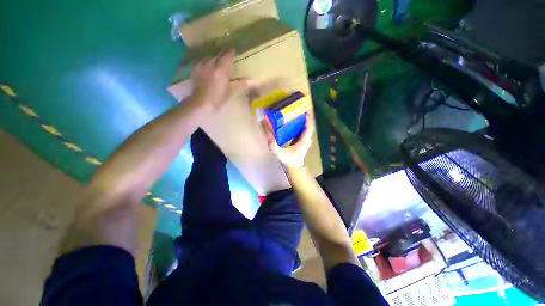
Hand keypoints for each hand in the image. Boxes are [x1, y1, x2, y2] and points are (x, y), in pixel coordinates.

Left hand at [191, 49, 245, 110]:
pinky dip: (206, 62)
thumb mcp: (229, 91)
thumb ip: (238, 83)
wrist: (201, 103)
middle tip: (225, 61)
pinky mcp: (194, 68)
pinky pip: (201, 60)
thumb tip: (248, 80)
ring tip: (216, 65)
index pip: (227, 55)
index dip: (231, 52)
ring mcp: (201, 65)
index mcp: (221, 70)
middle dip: (222, 57)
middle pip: (218, 55)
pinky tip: (207, 67)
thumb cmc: (218, 99)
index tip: (233, 52)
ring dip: (214, 60)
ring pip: (209, 57)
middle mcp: (210, 64)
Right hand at [266, 114, 314, 168]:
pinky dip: (301, 125)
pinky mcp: (303, 140)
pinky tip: (294, 122)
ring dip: (303, 121)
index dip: (307, 119)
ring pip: (307, 128)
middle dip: (304, 118)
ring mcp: (306, 140)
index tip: (303, 111)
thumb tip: (270, 135)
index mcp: (304, 140)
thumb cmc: (289, 159)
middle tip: (297, 110)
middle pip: (308, 126)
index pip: (308, 127)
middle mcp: (307, 139)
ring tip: (296, 114)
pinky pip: (304, 130)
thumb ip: (274, 146)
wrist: (294, 166)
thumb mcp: (280, 153)